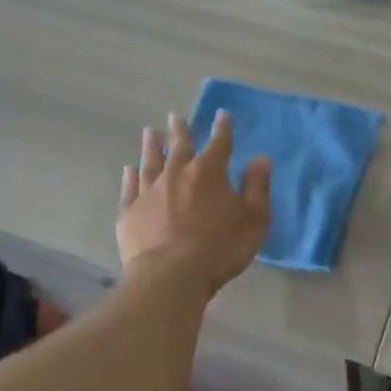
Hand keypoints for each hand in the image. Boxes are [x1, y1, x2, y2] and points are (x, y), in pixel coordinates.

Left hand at [119, 110, 270, 293]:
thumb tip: (260, 158)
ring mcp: (149, 192)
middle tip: (174, 117)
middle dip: (179, 130)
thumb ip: (257, 186)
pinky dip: (130, 176)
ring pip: (149, 161)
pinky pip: (129, 188)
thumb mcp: (253, 218)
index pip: (218, 143)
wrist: (171, 276)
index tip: (221, 114)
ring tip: (149, 132)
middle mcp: (176, 174)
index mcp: (208, 172)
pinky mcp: (129, 212)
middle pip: (178, 146)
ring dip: (151, 146)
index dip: (222, 128)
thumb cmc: (220, 247)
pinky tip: (129, 169)